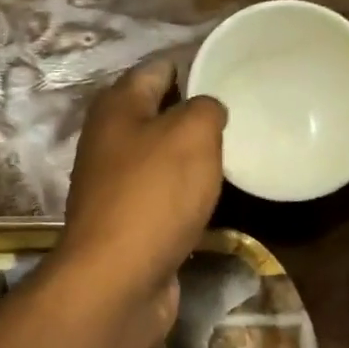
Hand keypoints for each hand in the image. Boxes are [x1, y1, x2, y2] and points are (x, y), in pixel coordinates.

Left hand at [58, 60, 226, 341]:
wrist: (118, 280)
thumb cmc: (153, 196)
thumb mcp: (192, 134)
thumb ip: (206, 108)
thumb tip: (208, 110)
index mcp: (117, 108)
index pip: (157, 69)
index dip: (193, 67)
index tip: (231, 75)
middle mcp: (108, 142)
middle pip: (157, 116)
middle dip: (195, 116)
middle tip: (240, 120)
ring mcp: (115, 187)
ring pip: (161, 160)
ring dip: (192, 160)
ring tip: (235, 157)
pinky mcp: (127, 225)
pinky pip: (163, 199)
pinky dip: (185, 197)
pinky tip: (213, 201)